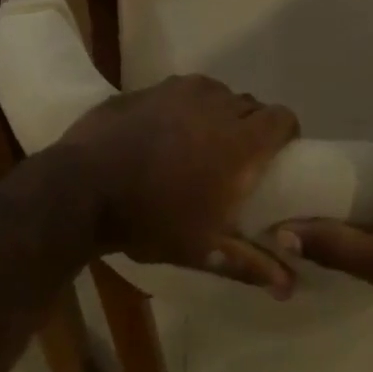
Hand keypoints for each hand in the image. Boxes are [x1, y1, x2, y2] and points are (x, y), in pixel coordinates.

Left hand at [62, 75, 300, 297]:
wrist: (81, 188)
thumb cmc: (150, 219)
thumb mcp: (202, 249)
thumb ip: (251, 263)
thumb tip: (291, 285)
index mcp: (240, 140)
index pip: (283, 118)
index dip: (286, 133)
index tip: (277, 156)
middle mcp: (219, 104)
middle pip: (252, 105)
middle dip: (252, 127)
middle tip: (236, 159)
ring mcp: (183, 89)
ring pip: (219, 94)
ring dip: (220, 113)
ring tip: (200, 143)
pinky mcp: (153, 86)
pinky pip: (186, 90)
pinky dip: (188, 106)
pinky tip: (166, 131)